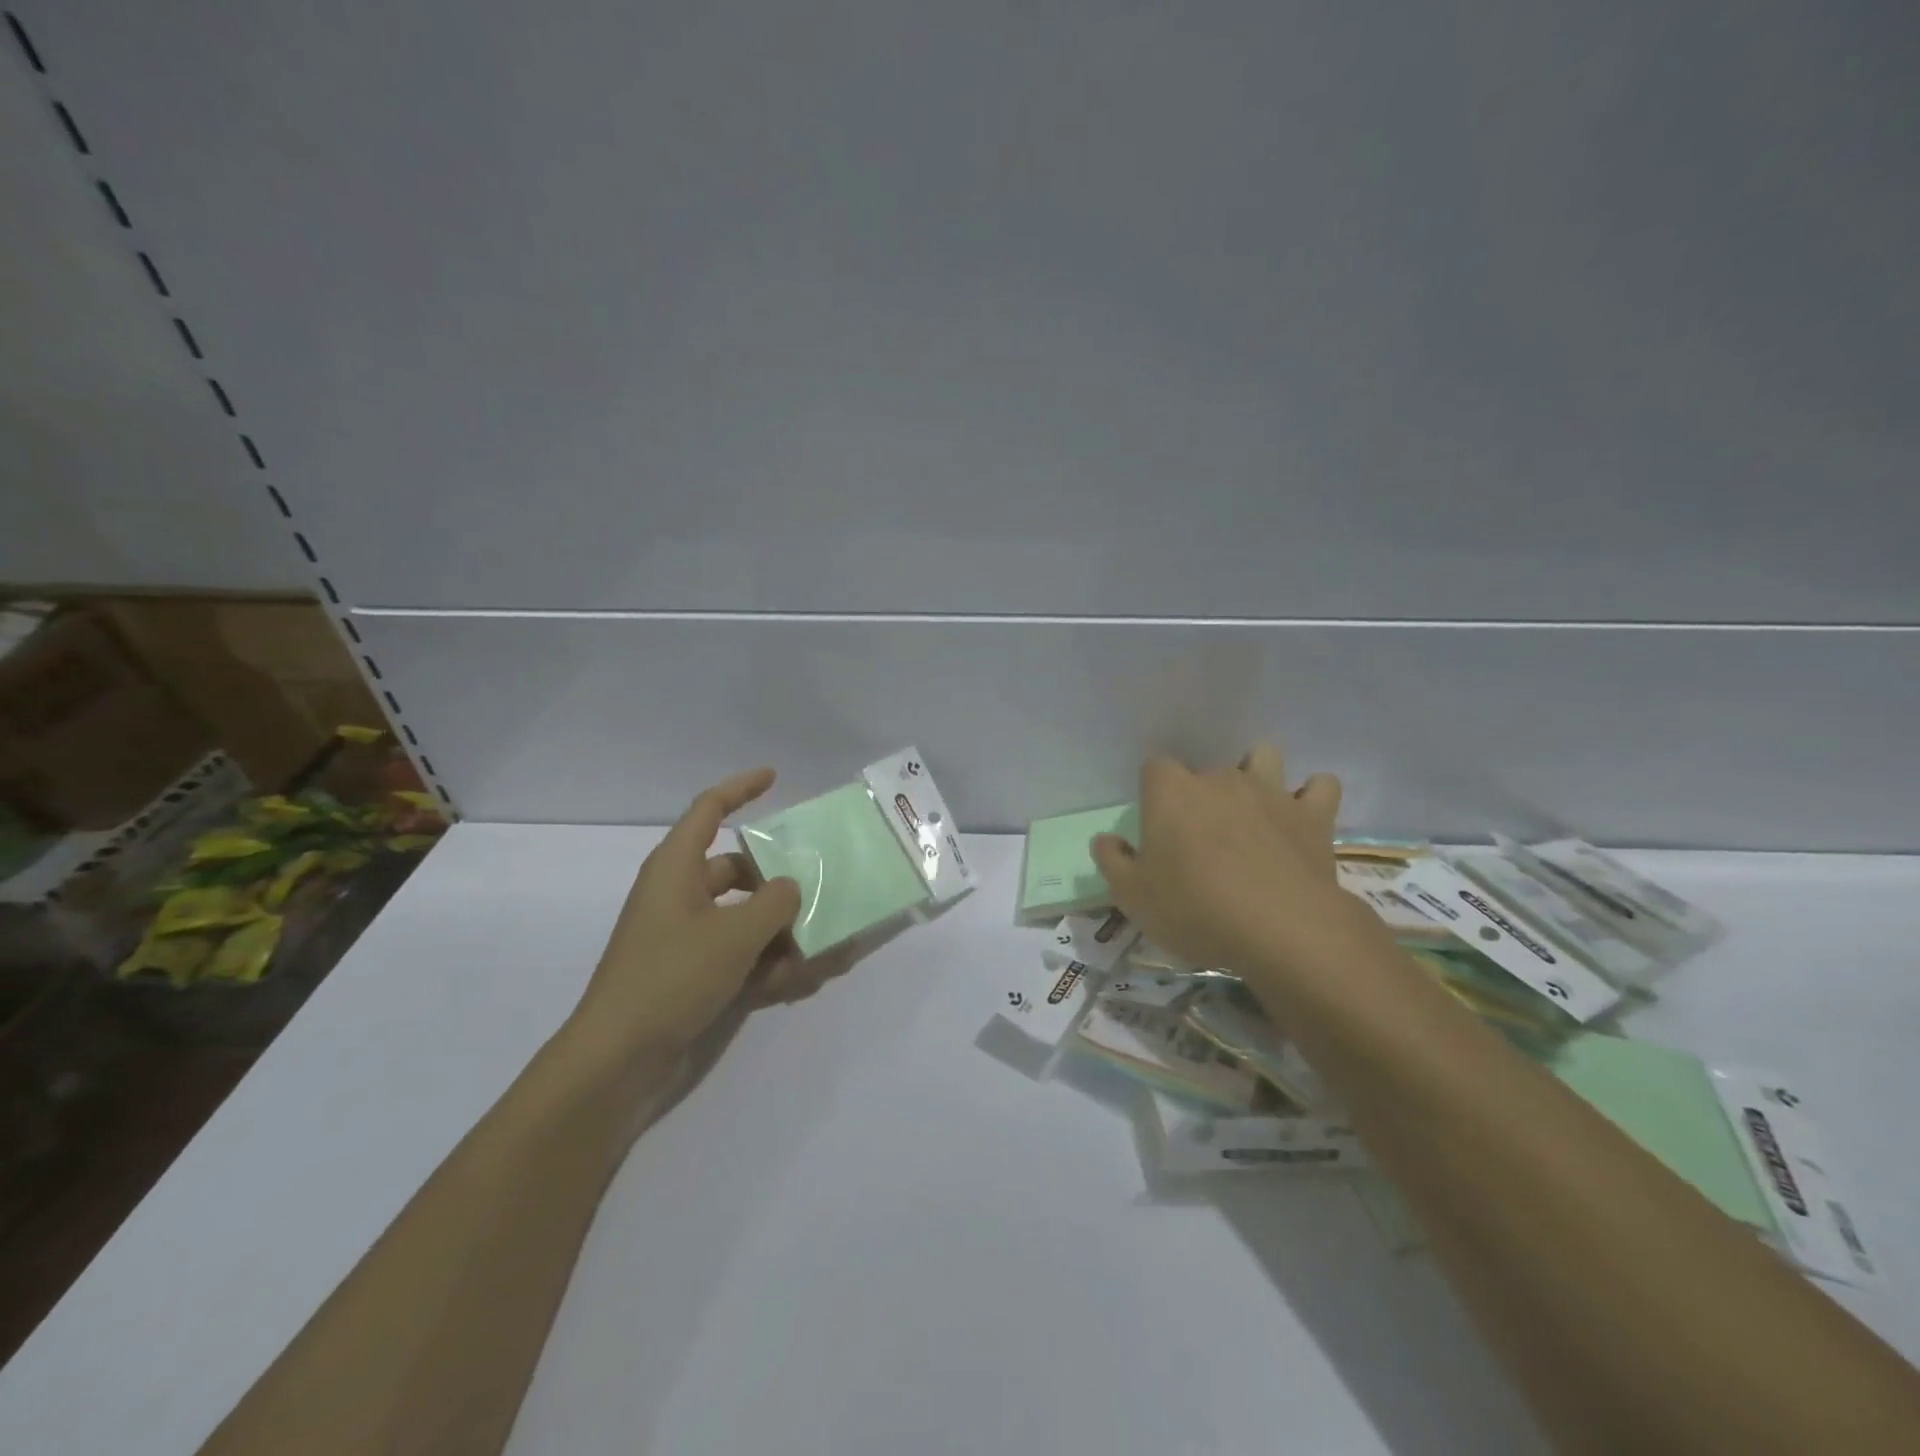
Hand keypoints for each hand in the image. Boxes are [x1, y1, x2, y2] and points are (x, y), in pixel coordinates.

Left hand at [567, 768, 802, 1062]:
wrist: (618, 1061)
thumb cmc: (671, 977)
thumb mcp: (734, 933)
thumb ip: (775, 902)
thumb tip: (790, 887)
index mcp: (677, 869)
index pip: (709, 810)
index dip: (741, 788)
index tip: (774, 777)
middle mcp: (681, 896)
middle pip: (740, 871)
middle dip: (781, 883)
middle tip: (822, 889)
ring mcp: (687, 938)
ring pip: (746, 919)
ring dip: (783, 932)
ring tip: (827, 949)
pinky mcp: (693, 975)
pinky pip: (741, 956)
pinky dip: (769, 964)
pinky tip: (803, 982)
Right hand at [1090, 743, 1371, 981]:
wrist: (1281, 929)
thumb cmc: (1194, 909)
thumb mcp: (1133, 897)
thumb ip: (1112, 862)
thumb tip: (1106, 840)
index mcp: (1172, 792)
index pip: (1155, 768)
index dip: (1155, 793)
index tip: (1157, 826)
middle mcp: (1220, 779)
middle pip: (1207, 768)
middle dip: (1203, 794)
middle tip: (1201, 838)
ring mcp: (1270, 792)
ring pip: (1264, 757)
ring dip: (1258, 774)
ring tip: (1253, 808)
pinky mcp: (1313, 815)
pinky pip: (1320, 786)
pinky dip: (1312, 796)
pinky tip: (1302, 817)